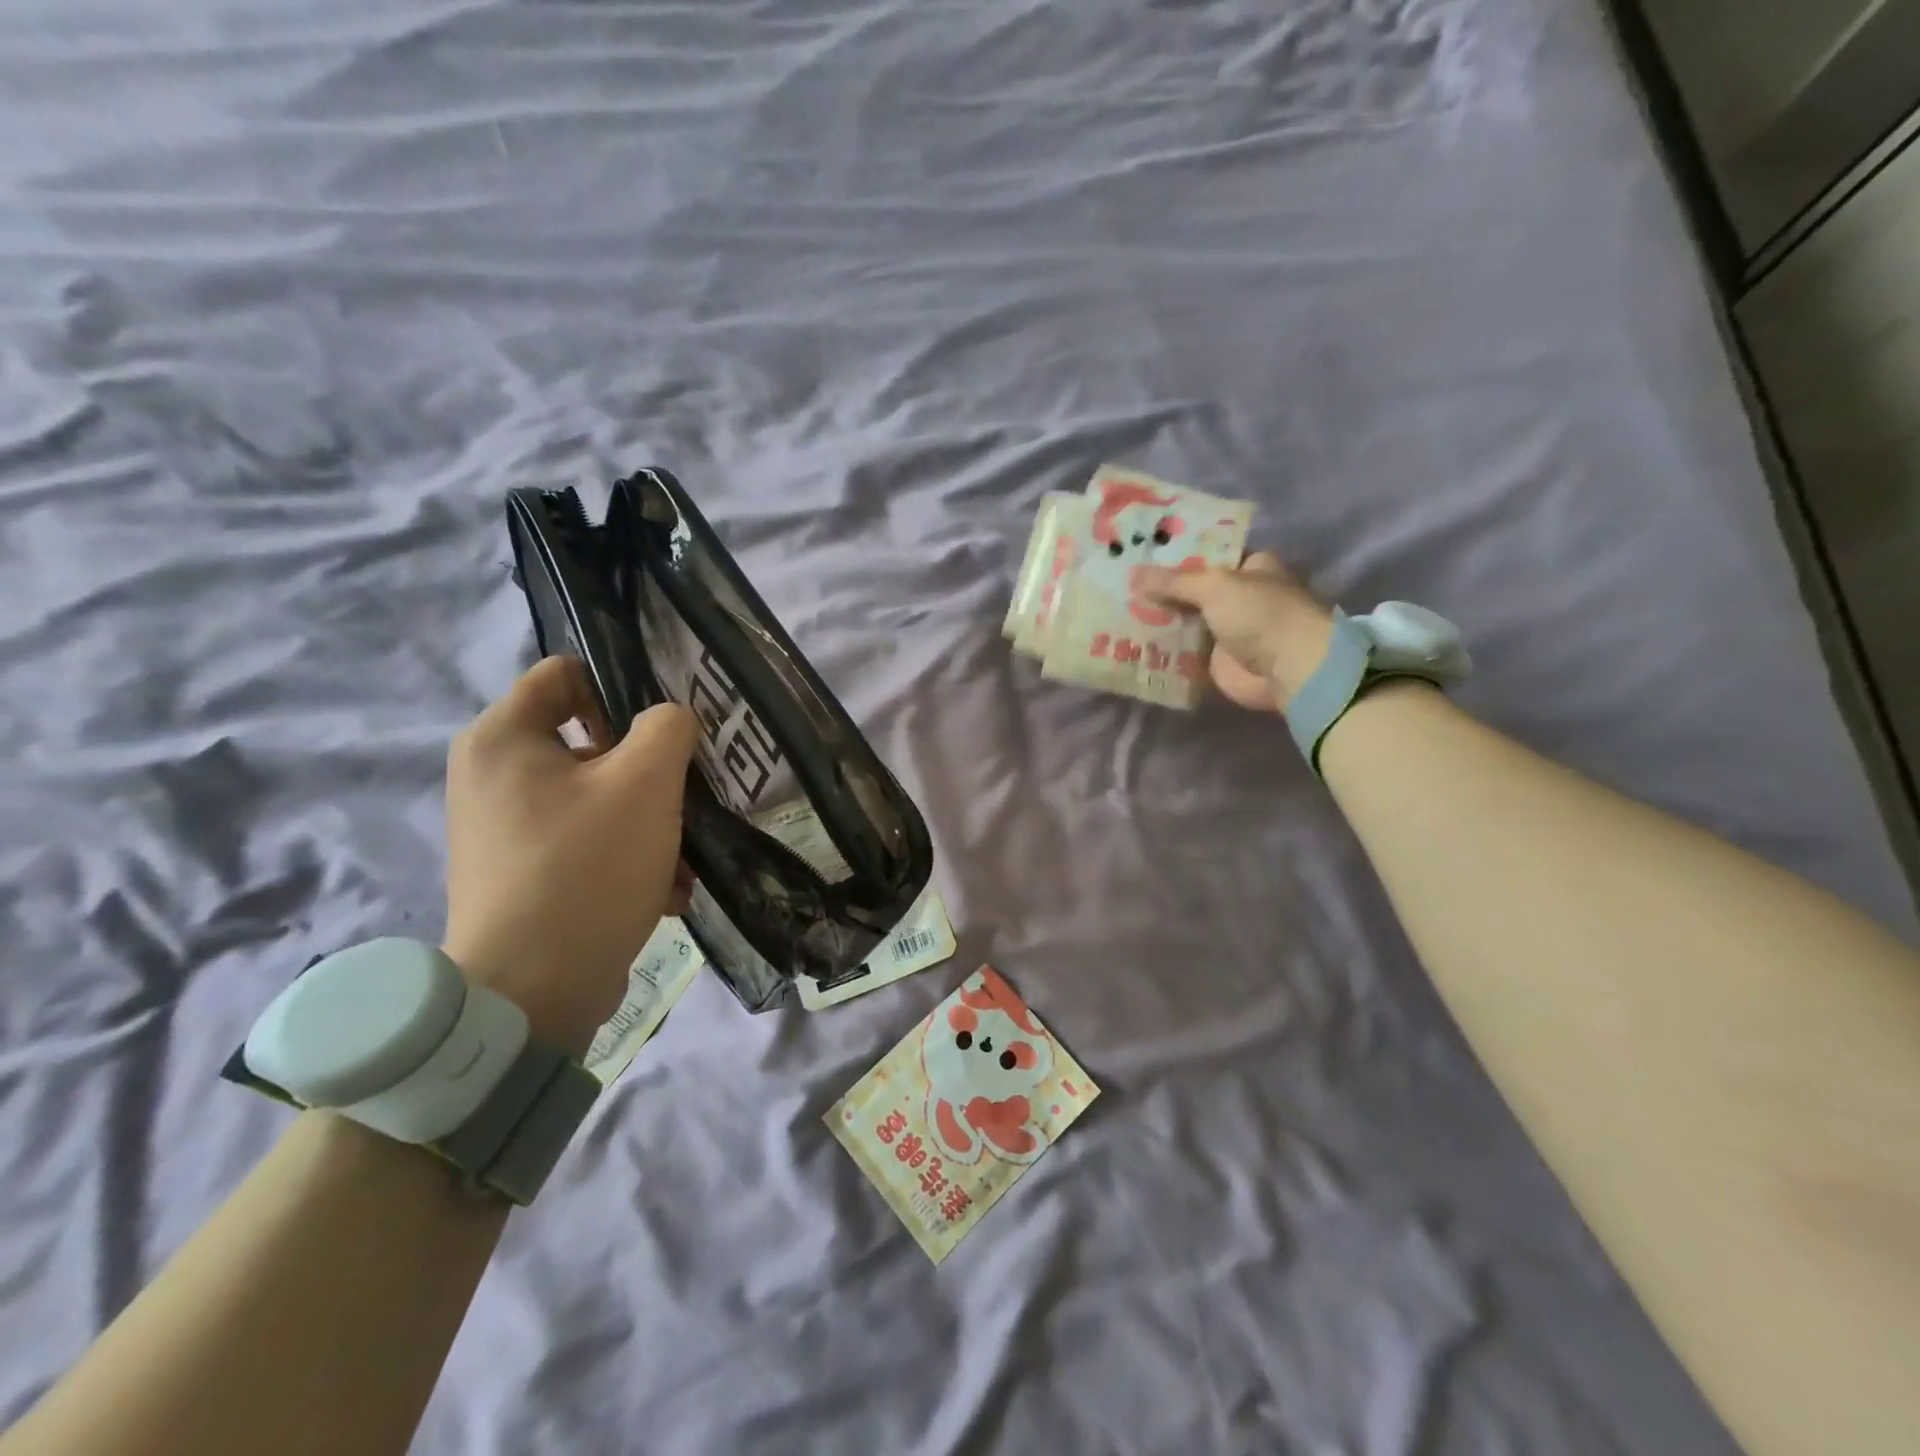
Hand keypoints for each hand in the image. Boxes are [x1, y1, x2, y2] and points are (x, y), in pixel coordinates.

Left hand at [441, 656, 697, 1056]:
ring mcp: (505, 830)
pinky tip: (662, 892)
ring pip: (598, 798)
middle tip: (683, 798)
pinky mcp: (523, 875)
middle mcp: (492, 776)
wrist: (533, 994)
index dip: (621, 691)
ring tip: (679, 859)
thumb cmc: (587, 867)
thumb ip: (667, 727)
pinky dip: (627, 859)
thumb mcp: (645, 782)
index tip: (663, 734)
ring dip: (648, 823)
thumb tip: (667, 723)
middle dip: (647, 772)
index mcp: (503, 738)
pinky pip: (587, 843)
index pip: (567, 674)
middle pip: (591, 742)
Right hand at [1136, 552, 1335, 712]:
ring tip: (1117, 611)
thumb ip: (1172, 581)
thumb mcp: (1213, 586)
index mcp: (1250, 567)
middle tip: (1121, 584)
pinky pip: (1183, 653)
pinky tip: (1129, 643)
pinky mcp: (1217, 662)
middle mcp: (1240, 596)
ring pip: (1185, 621)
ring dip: (1158, 620)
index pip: (1210, 554)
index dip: (1178, 554)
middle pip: (1193, 590)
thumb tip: (1132, 574)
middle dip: (1162, 589)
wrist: (1288, 669)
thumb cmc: (1259, 613)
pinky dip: (1162, 651)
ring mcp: (1228, 631)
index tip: (1142, 553)